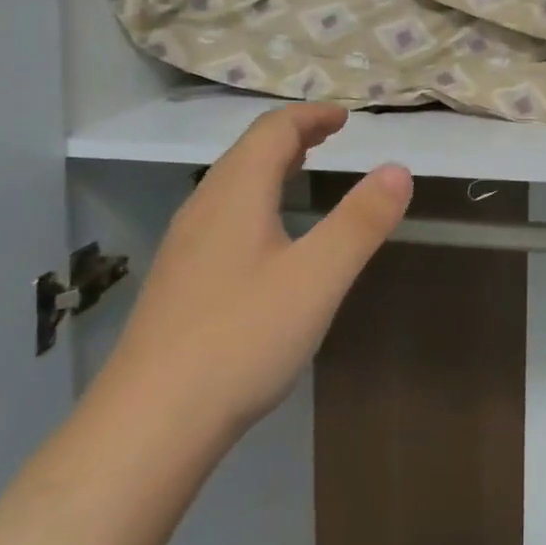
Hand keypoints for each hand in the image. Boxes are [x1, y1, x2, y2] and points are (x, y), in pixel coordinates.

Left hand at [98, 103, 412, 440]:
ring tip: (301, 171)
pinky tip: (266, 239)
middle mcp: (203, 209)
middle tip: (330, 136)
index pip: (273, 130)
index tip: (345, 117)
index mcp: (235, 193)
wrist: (146, 427)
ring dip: (270, 166)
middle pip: (248, 152)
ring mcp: (184, 248)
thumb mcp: (318, 277)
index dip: (310, 116)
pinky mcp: (177, 284)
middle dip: (292, 136)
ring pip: (230, 185)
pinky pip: (221, 216)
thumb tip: (398, 169)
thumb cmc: (241, 339)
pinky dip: (254, 200)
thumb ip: (362, 220)